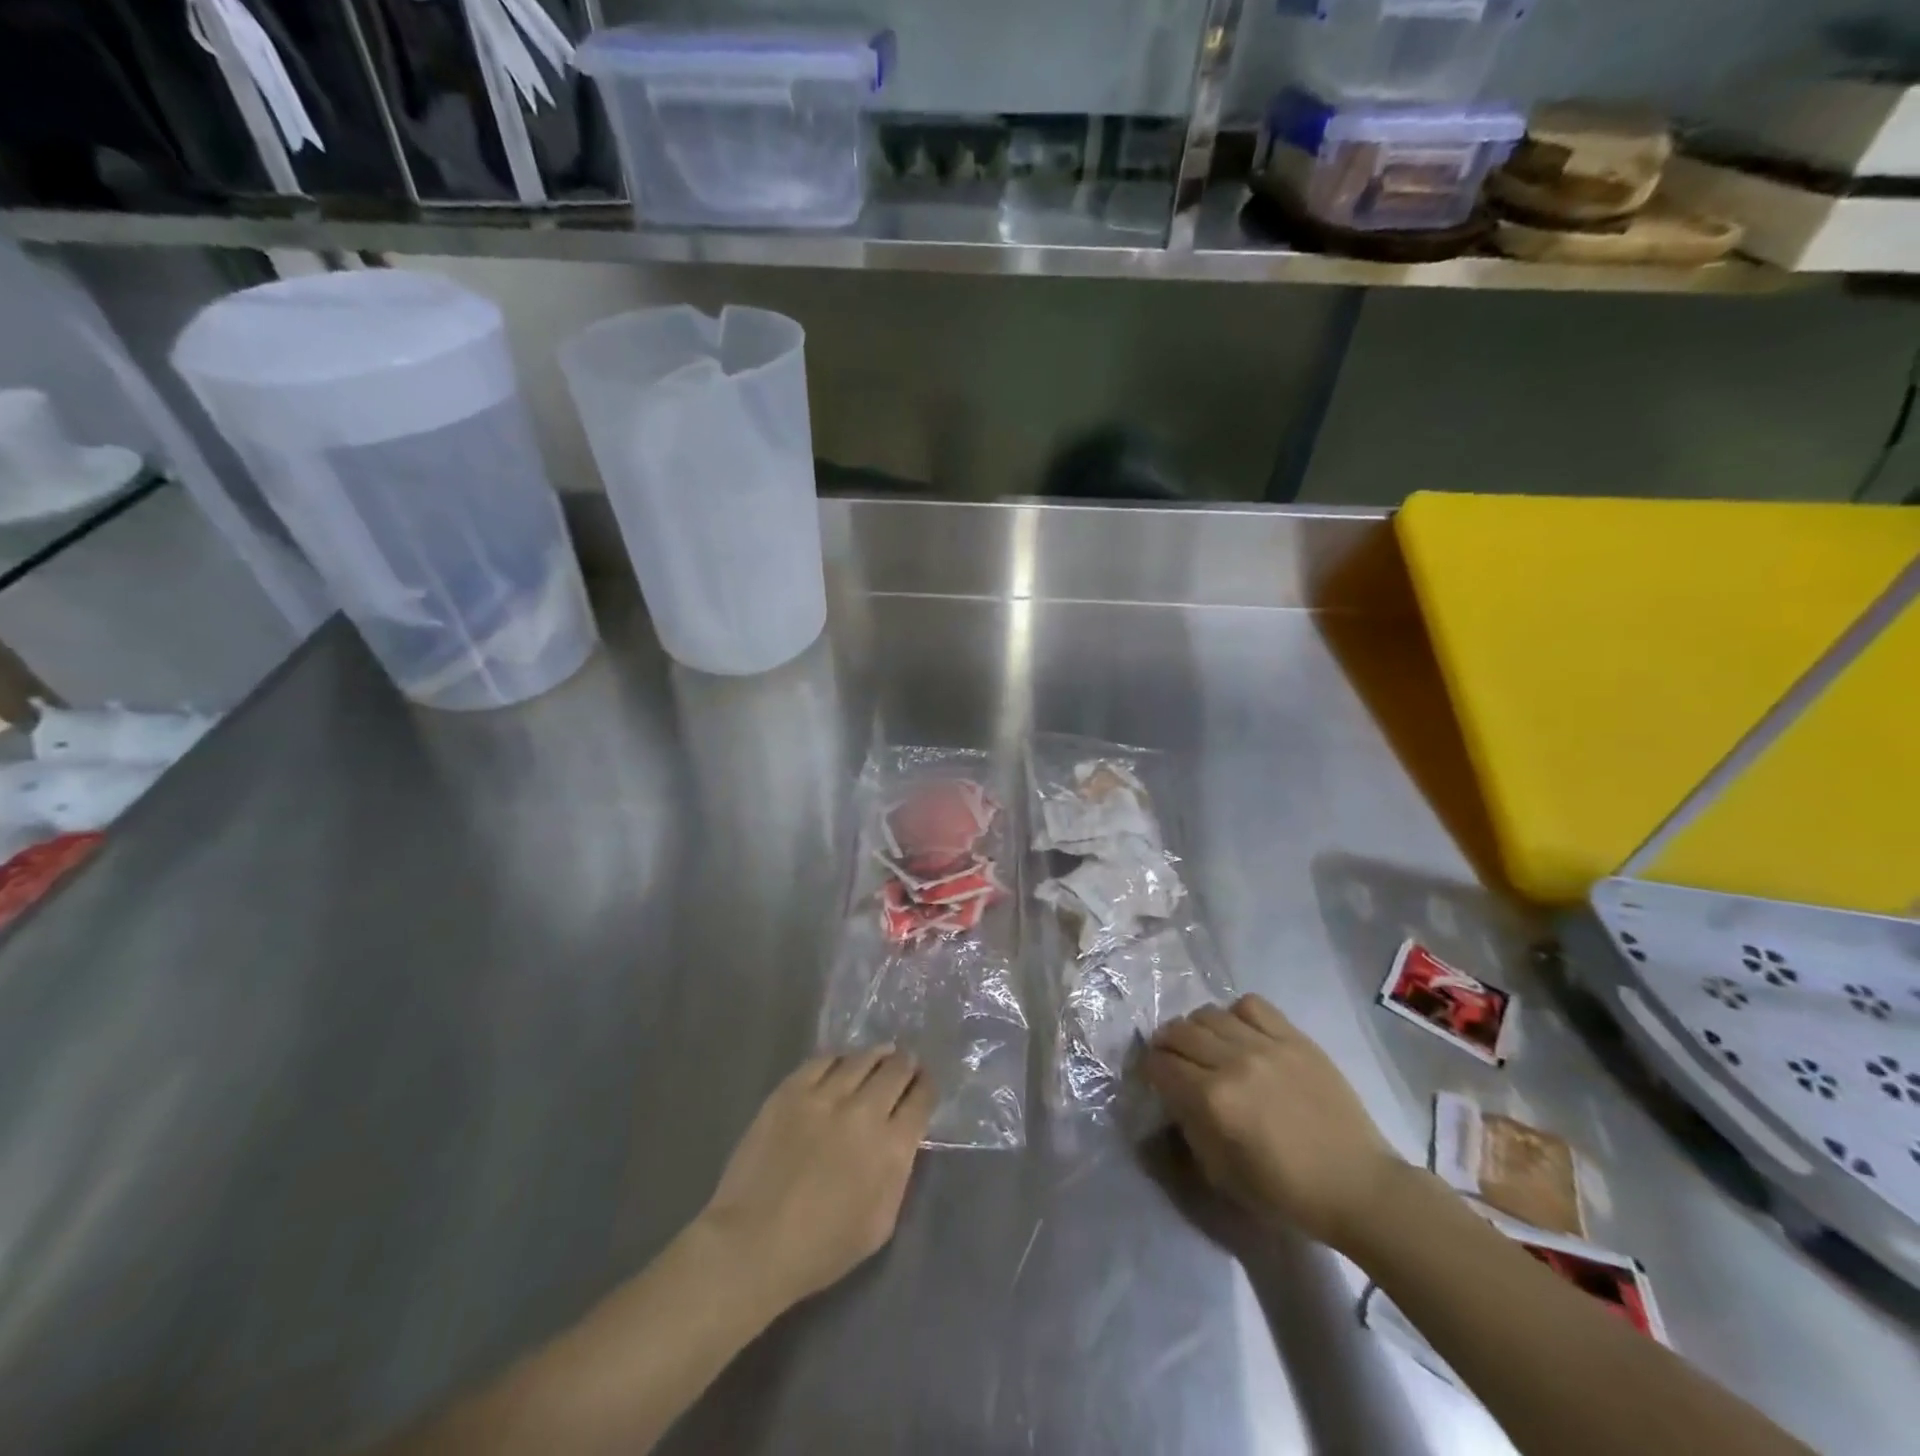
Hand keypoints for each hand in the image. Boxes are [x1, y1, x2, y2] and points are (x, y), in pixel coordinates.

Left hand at [697, 1047, 934, 1312]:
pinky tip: (841, 1064)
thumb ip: (898, 1174)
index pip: (921, 1100)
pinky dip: (838, 1060)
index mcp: (891, 1148)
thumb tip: (902, 1140)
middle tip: (906, 1062)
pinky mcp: (791, 1090)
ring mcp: (825, 1096)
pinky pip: (823, 1060)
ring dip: (877, 1056)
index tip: (924, 1084)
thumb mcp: (880, 1223)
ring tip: (880, 1054)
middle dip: (905, 1065)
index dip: (926, 1087)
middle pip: (895, 1070)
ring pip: (861, 1059)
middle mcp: (864, 1112)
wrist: (753, 1243)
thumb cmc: (821, 1248)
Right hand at [1147, 995, 1403, 1250]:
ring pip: (1208, 1013)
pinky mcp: (1294, 1037)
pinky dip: (1235, 1014)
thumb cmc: (1288, 1193)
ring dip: (1196, 1028)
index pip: (1160, 1065)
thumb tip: (1176, 1098)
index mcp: (1213, 1101)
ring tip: (1204, 1044)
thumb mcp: (1223, 1174)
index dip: (1149, 1070)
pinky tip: (1240, 1033)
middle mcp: (1233, 1063)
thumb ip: (1191, 1129)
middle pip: (1179, 1032)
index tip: (1153, 1078)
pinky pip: (1251, 1005)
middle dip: (1166, 1045)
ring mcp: (1266, 1045)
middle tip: (1171, 1059)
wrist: (1359, 1187)